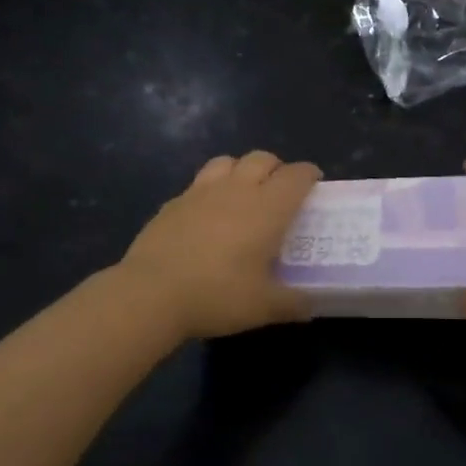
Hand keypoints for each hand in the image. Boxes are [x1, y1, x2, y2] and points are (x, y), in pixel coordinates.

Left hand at [117, 151, 322, 340]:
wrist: (151, 293)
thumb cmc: (217, 295)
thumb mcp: (263, 307)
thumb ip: (292, 303)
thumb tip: (311, 306)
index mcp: (267, 208)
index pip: (296, 176)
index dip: (309, 175)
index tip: (314, 184)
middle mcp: (237, 189)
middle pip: (262, 158)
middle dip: (277, 168)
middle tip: (280, 191)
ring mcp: (201, 192)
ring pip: (228, 161)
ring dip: (241, 169)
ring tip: (243, 192)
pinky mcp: (174, 202)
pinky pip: (199, 183)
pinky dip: (211, 189)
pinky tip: (207, 214)